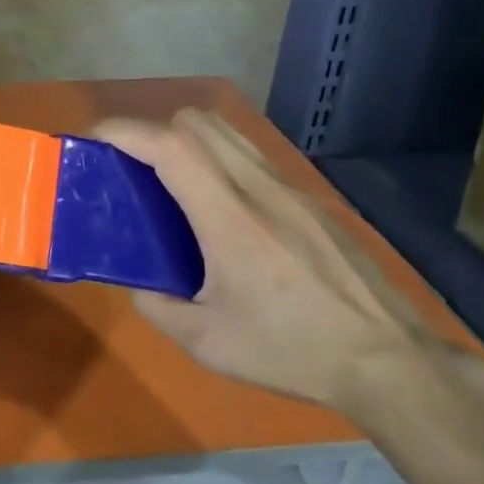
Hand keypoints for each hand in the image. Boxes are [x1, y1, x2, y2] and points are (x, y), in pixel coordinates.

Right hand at [93, 110, 426, 410]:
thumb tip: (138, 283)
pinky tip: (217, 207)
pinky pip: (251, 157)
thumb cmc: (291, 350)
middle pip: (198, 122)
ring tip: (168, 180)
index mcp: (230, 219)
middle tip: (132, 166)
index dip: (126, 131)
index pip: (171, 146)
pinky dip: (218, 159)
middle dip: (153, 129)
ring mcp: (290, 189)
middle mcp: (260, 189)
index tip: (95, 137)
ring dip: (187, 140)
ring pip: (228, 132)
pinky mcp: (310, 200)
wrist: (388, 361)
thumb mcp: (207, 344)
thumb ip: (157, 307)